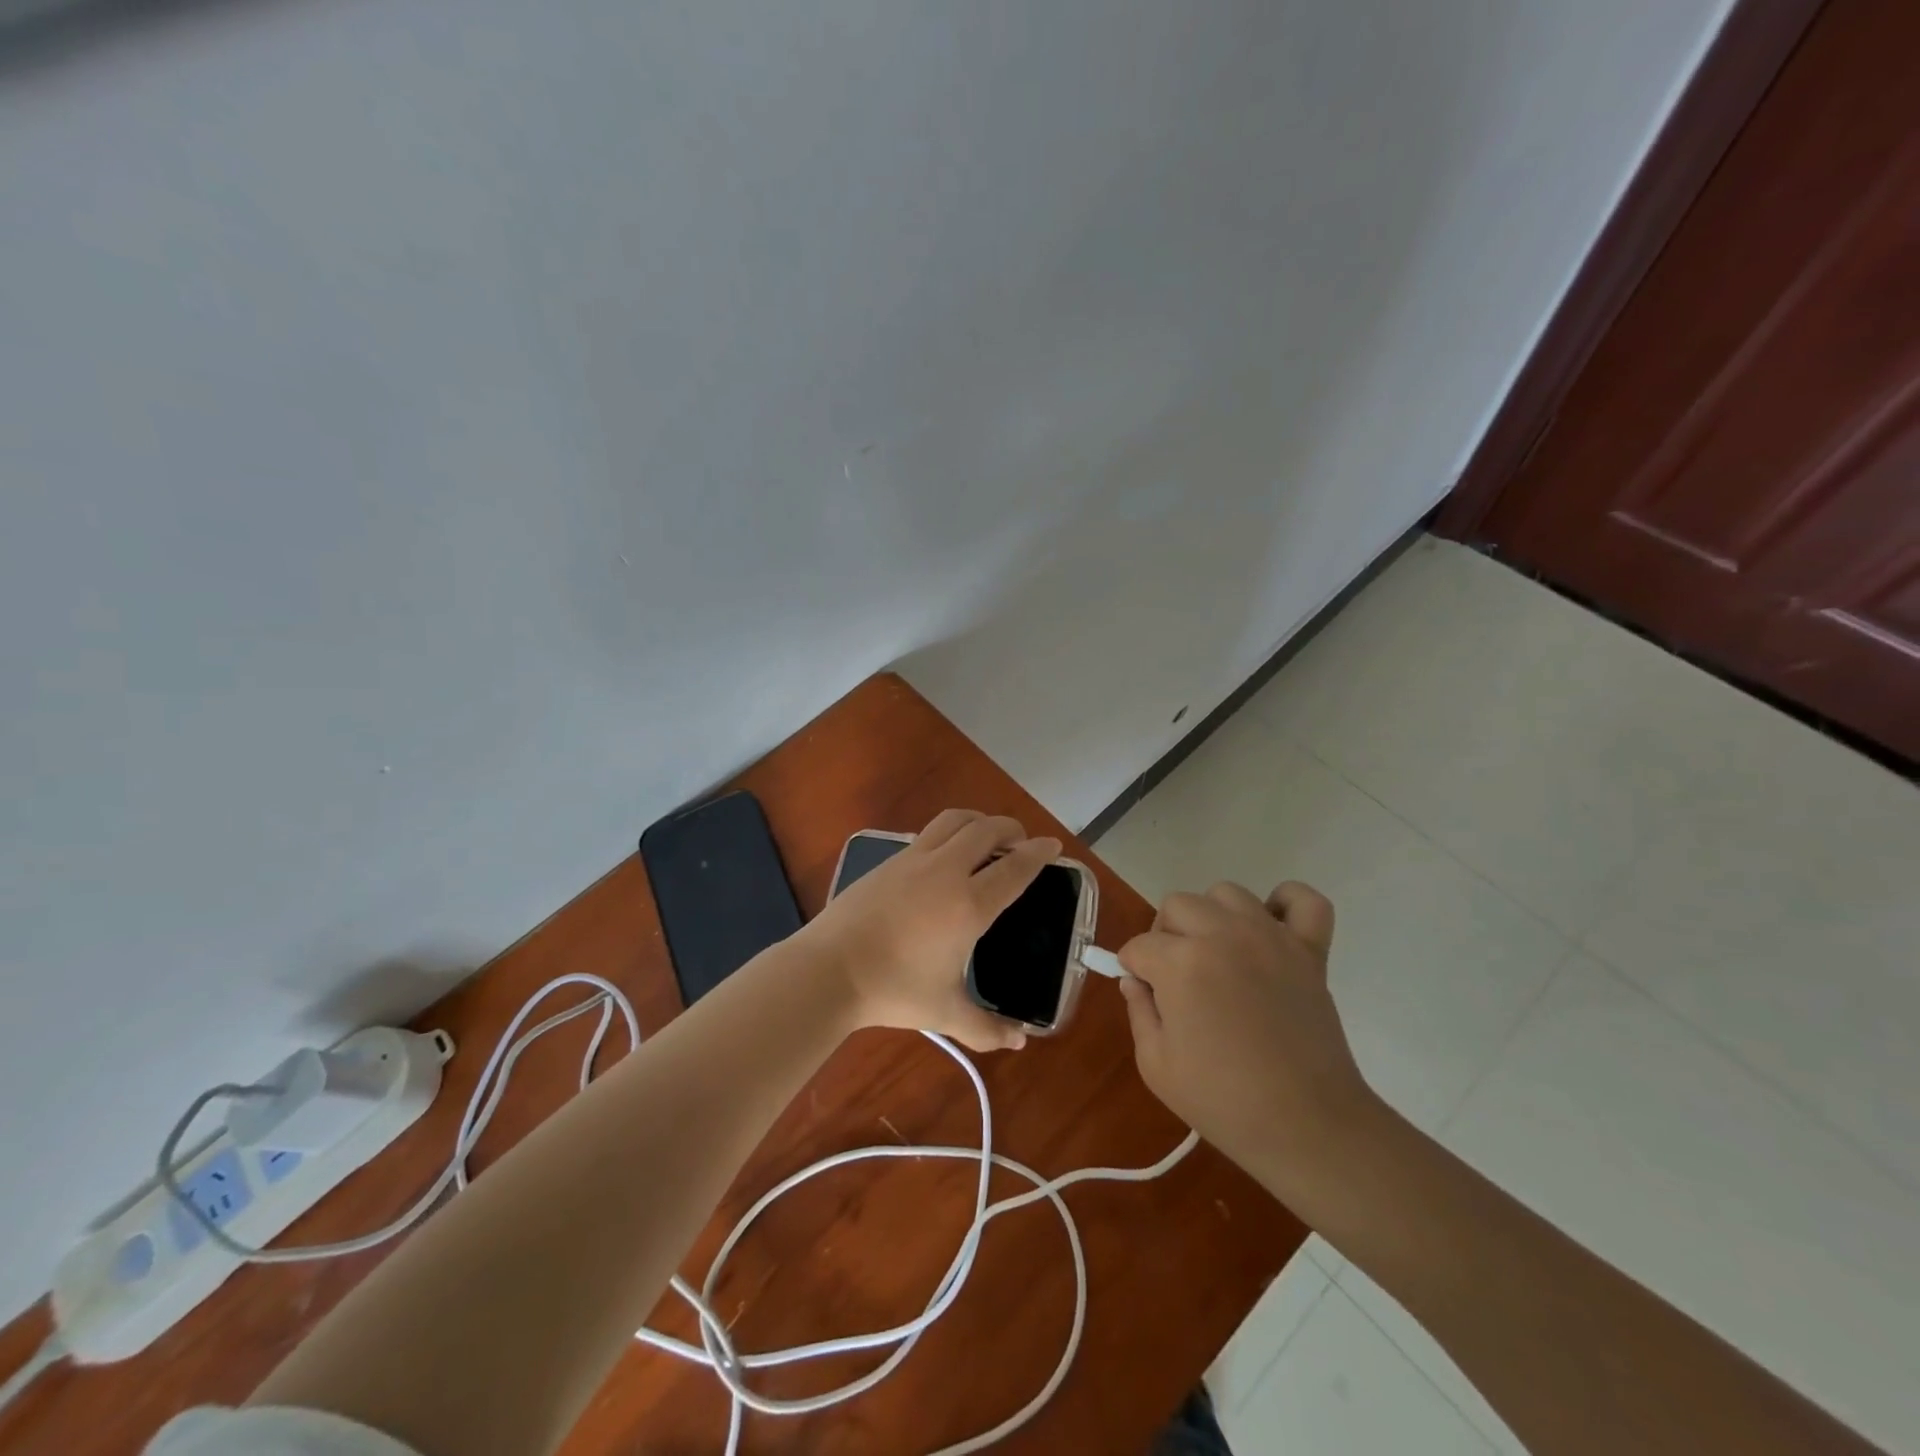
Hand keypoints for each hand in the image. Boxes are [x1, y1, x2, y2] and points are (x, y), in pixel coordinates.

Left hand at [801, 809, 1060, 1051]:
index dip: (1039, 853)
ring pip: (955, 820)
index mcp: (970, 904)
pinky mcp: (890, 860)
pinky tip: (945, 855)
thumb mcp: (946, 1013)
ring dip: (979, 821)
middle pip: (988, 830)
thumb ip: (987, 1028)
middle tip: (1022, 841)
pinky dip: (949, 833)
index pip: (1015, 868)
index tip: (1053, 846)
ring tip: (986, 835)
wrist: (830, 969)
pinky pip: (929, 833)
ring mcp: (915, 859)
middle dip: (1012, 829)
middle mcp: (947, 871)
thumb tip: (1020, 1042)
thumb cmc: (893, 990)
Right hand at [1117, 881, 1377, 1195]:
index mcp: (1181, 963)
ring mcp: (1270, 937)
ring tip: (1218, 954)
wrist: (1308, 1127)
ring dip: (1213, 917)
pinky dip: (1286, 904)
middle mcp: (1223, 935)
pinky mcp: (1309, 949)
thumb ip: (1138, 1011)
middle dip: (1165, 937)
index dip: (1134, 970)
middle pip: (1176, 906)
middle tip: (1176, 977)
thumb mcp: (1156, 1066)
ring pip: (1226, 893)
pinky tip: (1271, 930)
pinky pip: (1302, 899)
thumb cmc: (1223, 1102)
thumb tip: (1137, 981)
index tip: (1146, 996)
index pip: (1138, 947)